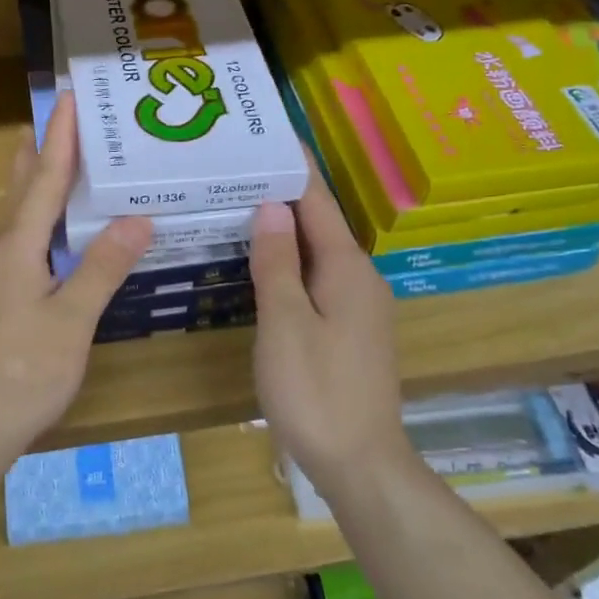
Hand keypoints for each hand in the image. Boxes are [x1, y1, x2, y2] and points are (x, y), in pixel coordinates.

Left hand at [0, 92, 151, 468]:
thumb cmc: (23, 372)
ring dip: (34, 186)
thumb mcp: (72, 320)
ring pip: (14, 218)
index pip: (43, 180)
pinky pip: (14, 243)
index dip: (60, 139)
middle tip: (61, 122)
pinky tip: (49, 236)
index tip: (69, 100)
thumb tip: (137, 218)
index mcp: (15, 247)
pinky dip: (35, 222)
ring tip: (54, 163)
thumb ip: (103, 267)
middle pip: (20, 190)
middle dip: (40, 154)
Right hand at [248, 169, 407, 494]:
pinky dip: (289, 262)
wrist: (360, 464)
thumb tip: (269, 206)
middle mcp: (360, 279)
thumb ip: (276, 262)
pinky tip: (262, 264)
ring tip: (242, 206)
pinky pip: (317, 280)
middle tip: (238, 171)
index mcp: (347, 268)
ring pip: (316, 254)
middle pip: (318, 224)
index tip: (269, 134)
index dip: (294, 167)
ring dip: (284, 230)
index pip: (317, 202)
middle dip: (282, 195)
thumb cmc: (317, 390)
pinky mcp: (350, 331)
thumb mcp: (286, 322)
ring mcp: (359, 307)